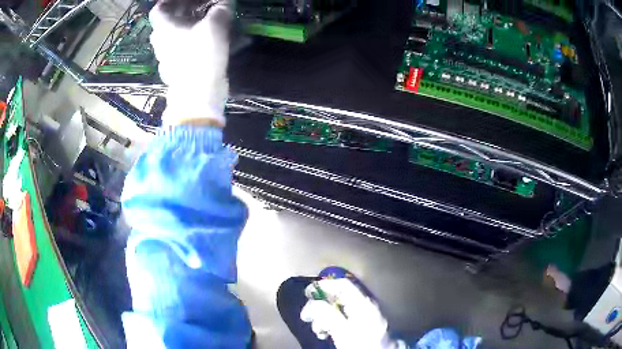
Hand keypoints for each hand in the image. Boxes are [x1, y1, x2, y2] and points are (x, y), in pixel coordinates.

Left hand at [149, 0, 231, 126]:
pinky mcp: (174, 69)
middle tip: (199, 6)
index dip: (170, 1)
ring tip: (202, 22)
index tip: (184, 0)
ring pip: (172, 36)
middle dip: (181, 11)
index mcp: (164, 28)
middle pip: (166, 21)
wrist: (197, 95)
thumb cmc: (201, 55)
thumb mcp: (216, 26)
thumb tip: (226, 2)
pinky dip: (187, 41)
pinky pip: (177, 49)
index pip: (159, 9)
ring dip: (184, 26)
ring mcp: (165, 57)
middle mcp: (160, 42)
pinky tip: (201, 41)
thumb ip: (221, 9)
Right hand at [300, 278, 404, 348]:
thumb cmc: (364, 344)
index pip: (343, 284)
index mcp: (363, 303)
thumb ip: (327, 315)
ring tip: (318, 331)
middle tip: (307, 318)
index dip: (324, 285)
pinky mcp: (364, 327)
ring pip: (339, 309)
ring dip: (323, 317)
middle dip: (320, 306)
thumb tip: (312, 304)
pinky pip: (344, 319)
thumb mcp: (342, 331)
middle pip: (338, 296)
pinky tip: (326, 334)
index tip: (307, 294)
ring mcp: (366, 316)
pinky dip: (332, 324)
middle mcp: (366, 305)